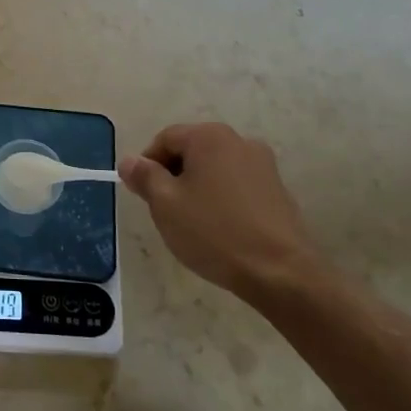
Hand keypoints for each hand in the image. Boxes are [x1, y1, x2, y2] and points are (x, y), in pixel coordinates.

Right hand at [118, 122, 323, 302]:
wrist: (281, 273)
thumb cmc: (214, 232)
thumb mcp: (165, 204)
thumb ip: (144, 177)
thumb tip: (130, 161)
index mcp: (209, 136)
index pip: (165, 139)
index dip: (147, 164)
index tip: (143, 195)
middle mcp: (239, 141)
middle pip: (192, 151)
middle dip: (174, 176)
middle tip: (165, 210)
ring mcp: (264, 165)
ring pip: (215, 169)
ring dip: (199, 188)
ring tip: (194, 223)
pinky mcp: (278, 191)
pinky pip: (238, 186)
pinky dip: (223, 200)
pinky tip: (221, 230)